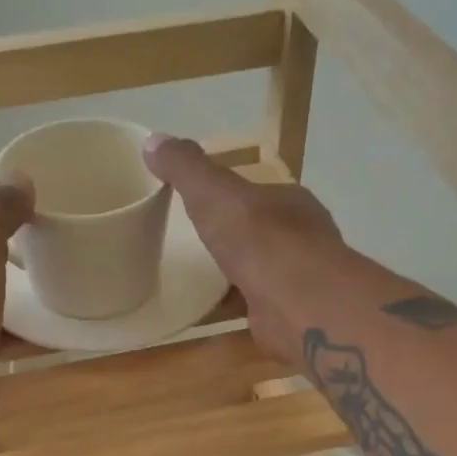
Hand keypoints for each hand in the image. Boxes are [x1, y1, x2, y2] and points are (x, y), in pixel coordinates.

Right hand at [143, 134, 343, 364]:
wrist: (297, 302)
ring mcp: (300, 280)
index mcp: (290, 202)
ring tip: (201, 282)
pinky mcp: (291, 315)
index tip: (205, 205)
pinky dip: (235, 309)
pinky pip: (257, 308)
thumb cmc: (259, 238)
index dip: (234, 197)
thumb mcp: (213, 194)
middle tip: (199, 246)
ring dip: (238, 276)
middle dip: (237, 239)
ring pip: (263, 273)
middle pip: (264, 234)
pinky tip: (211, 314)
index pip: (260, 194)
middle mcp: (302, 238)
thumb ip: (186, 168)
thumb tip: (154, 140)